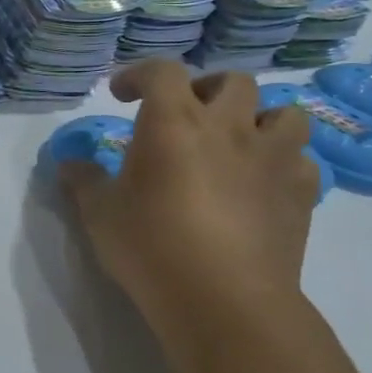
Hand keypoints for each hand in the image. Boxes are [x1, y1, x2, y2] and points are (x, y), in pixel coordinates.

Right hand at [60, 63, 317, 352]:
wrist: (224, 301)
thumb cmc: (152, 247)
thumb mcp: (100, 214)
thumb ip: (83, 181)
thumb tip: (69, 164)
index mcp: (174, 121)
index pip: (162, 71)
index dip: (140, 74)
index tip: (124, 95)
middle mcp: (228, 127)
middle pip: (232, 80)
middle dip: (208, 88)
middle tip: (189, 114)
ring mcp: (271, 158)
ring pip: (285, 113)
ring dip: (261, 119)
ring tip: (240, 142)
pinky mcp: (300, 193)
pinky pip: (302, 161)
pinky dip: (284, 164)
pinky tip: (264, 184)